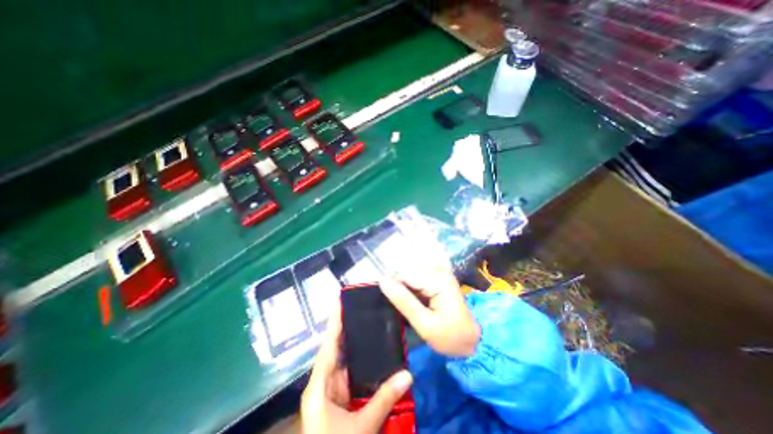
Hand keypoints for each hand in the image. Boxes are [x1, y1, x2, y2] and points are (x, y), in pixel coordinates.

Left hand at [298, 299, 412, 432]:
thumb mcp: (361, 428)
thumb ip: (384, 399)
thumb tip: (408, 373)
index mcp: (319, 385)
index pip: (328, 346)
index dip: (334, 323)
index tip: (339, 301)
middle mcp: (323, 382)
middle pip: (335, 348)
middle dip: (346, 327)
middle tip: (360, 306)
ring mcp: (331, 390)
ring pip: (343, 359)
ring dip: (353, 341)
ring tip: (366, 320)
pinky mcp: (339, 397)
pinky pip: (349, 371)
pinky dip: (358, 359)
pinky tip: (370, 349)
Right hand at [380, 266, 480, 356]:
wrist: (472, 340)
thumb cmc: (450, 336)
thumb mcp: (425, 325)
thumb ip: (404, 302)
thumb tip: (382, 281)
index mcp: (438, 279)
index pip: (405, 275)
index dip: (393, 287)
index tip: (389, 304)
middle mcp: (438, 270)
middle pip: (407, 273)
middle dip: (399, 289)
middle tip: (400, 309)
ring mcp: (439, 272)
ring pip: (410, 276)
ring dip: (405, 290)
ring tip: (407, 307)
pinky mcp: (437, 277)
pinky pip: (416, 280)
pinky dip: (411, 291)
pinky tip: (414, 303)